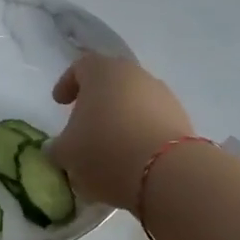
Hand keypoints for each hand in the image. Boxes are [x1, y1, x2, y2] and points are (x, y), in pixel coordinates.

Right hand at [51, 54, 194, 211]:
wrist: (167, 172)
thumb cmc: (105, 150)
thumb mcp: (67, 153)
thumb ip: (58, 147)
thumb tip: (58, 148)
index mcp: (102, 71)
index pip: (80, 67)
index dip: (67, 83)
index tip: (59, 103)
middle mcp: (135, 74)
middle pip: (111, 82)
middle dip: (96, 101)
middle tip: (85, 125)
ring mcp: (162, 95)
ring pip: (134, 101)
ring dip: (121, 118)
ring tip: (111, 147)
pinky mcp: (182, 118)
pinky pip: (153, 121)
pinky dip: (141, 133)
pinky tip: (133, 158)